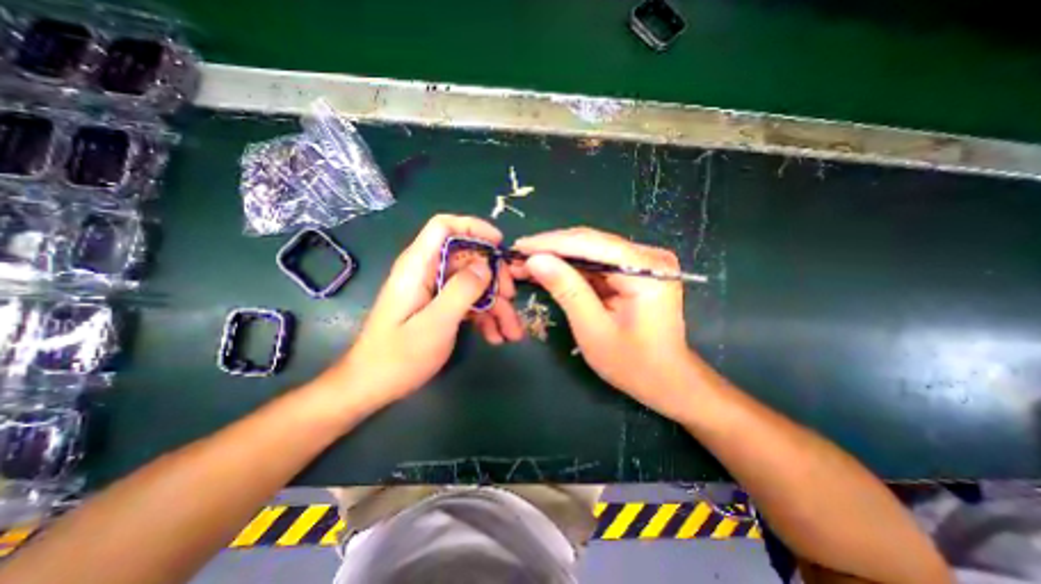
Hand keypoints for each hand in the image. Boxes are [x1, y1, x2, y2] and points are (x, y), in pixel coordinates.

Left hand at [312, 214, 525, 414]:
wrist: (372, 386)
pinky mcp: (439, 307)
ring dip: (495, 304)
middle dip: (493, 276)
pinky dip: (484, 317)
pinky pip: (468, 302)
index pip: (444, 227)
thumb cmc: (398, 357)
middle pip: (467, 258)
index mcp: (418, 266)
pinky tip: (496, 336)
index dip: (473, 228)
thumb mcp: (436, 323)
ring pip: (473, 284)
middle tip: (511, 298)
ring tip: (512, 331)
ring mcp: (434, 291)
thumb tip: (486, 265)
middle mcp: (426, 272)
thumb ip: (462, 290)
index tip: (499, 244)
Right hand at [511, 227, 698, 424]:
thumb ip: (566, 290)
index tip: (519, 247)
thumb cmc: (633, 364)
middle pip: (590, 242)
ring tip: (528, 263)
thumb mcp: (593, 329)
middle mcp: (648, 256)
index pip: (590, 243)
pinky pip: (597, 263)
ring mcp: (643, 261)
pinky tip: (550, 270)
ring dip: (559, 258)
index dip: (550, 243)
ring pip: (591, 251)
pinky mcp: (635, 270)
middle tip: (518, 256)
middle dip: (551, 250)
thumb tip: (535, 260)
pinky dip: (572, 268)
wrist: (667, 380)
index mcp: (646, 269)